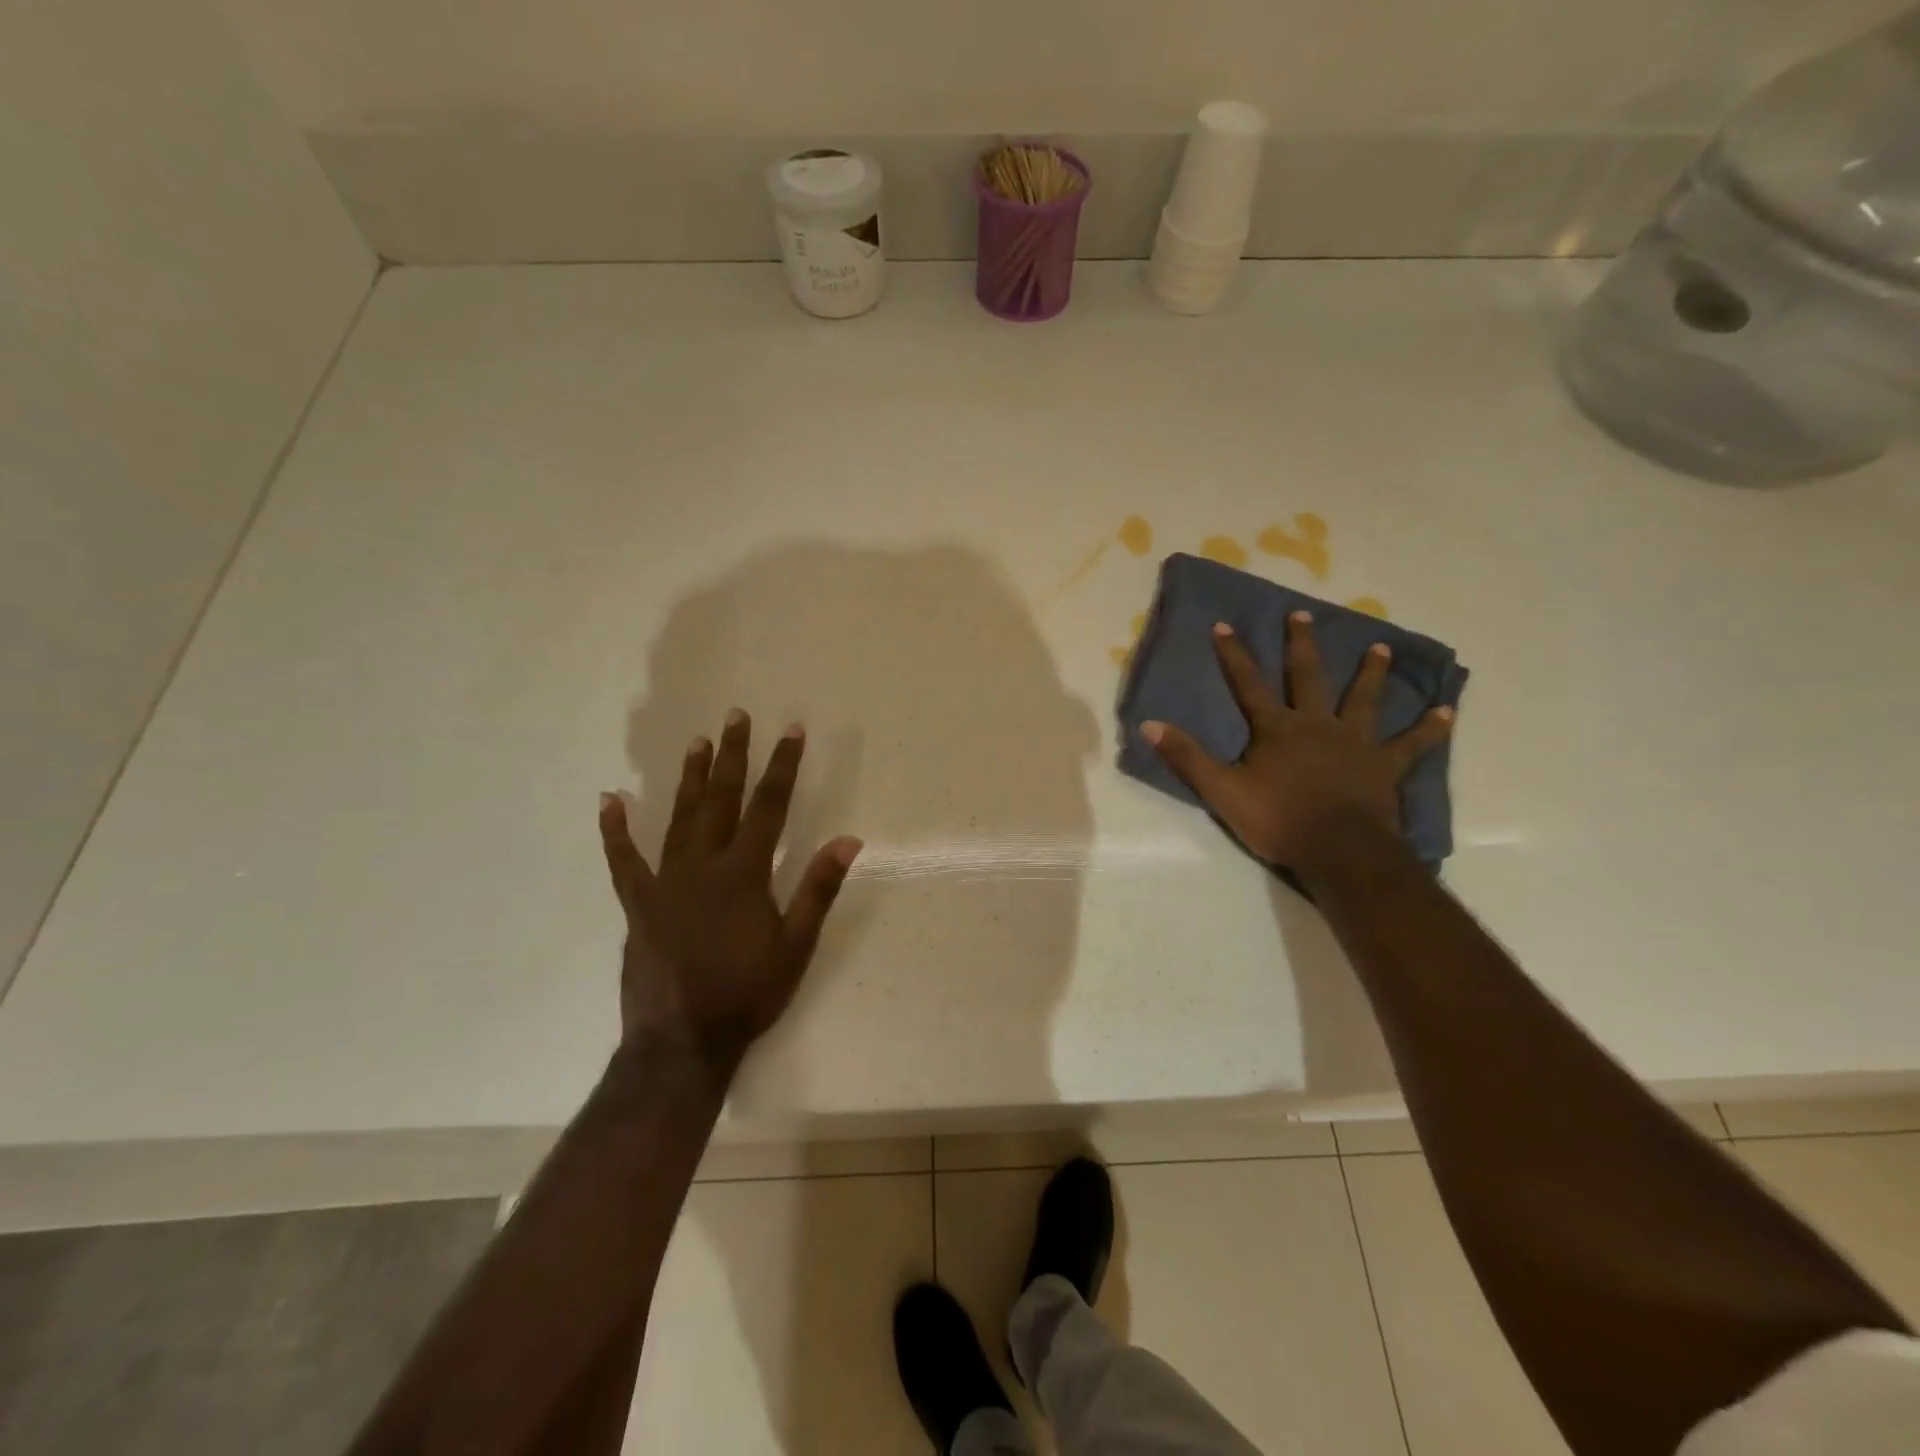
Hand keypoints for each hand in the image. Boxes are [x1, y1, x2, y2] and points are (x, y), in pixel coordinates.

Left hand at [598, 711, 861, 1074]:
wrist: (683, 1041)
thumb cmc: (748, 993)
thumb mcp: (797, 945)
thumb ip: (818, 888)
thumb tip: (848, 839)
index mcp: (745, 873)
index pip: (770, 806)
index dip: (783, 766)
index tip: (791, 730)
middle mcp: (704, 865)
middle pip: (721, 799)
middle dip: (732, 756)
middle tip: (735, 717)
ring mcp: (666, 882)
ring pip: (679, 818)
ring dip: (689, 778)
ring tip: (697, 742)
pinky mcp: (638, 903)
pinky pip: (623, 860)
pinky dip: (615, 830)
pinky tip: (609, 800)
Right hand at [1141, 613, 1453, 871]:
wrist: (1339, 851)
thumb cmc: (1278, 820)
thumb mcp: (1222, 791)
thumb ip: (1187, 757)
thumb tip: (1149, 724)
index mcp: (1277, 729)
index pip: (1249, 684)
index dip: (1235, 655)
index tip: (1225, 625)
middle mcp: (1317, 724)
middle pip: (1308, 677)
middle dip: (1302, 645)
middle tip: (1303, 615)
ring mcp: (1355, 743)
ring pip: (1363, 699)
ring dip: (1371, 673)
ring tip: (1380, 648)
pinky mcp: (1384, 766)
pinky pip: (1411, 744)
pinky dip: (1429, 728)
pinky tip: (1447, 712)